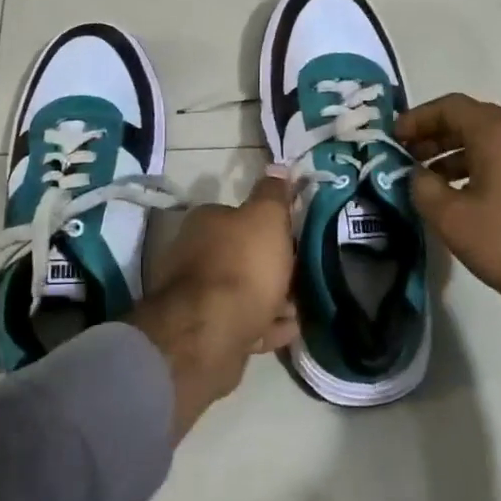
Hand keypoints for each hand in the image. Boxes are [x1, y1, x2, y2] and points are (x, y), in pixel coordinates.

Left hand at [126, 169, 298, 440]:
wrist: (211, 333)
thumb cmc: (242, 266)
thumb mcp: (266, 219)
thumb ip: (273, 194)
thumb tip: (277, 167)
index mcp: (206, 222)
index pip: (240, 216)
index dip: (270, 226)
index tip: (296, 238)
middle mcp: (196, 255)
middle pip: (243, 256)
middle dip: (274, 267)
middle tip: (305, 275)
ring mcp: (199, 298)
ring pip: (246, 293)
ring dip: (274, 299)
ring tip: (303, 307)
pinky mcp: (207, 332)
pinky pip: (245, 324)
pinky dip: (267, 325)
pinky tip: (291, 330)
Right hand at [397, 94, 500, 325]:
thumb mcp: (451, 218)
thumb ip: (424, 187)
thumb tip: (419, 175)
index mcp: (499, 134)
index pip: (451, 106)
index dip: (418, 118)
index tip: (394, 138)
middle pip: (472, 119)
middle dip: (435, 134)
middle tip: (407, 157)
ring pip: (491, 140)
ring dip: (456, 152)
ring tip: (429, 179)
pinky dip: (479, 165)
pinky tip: (463, 195)